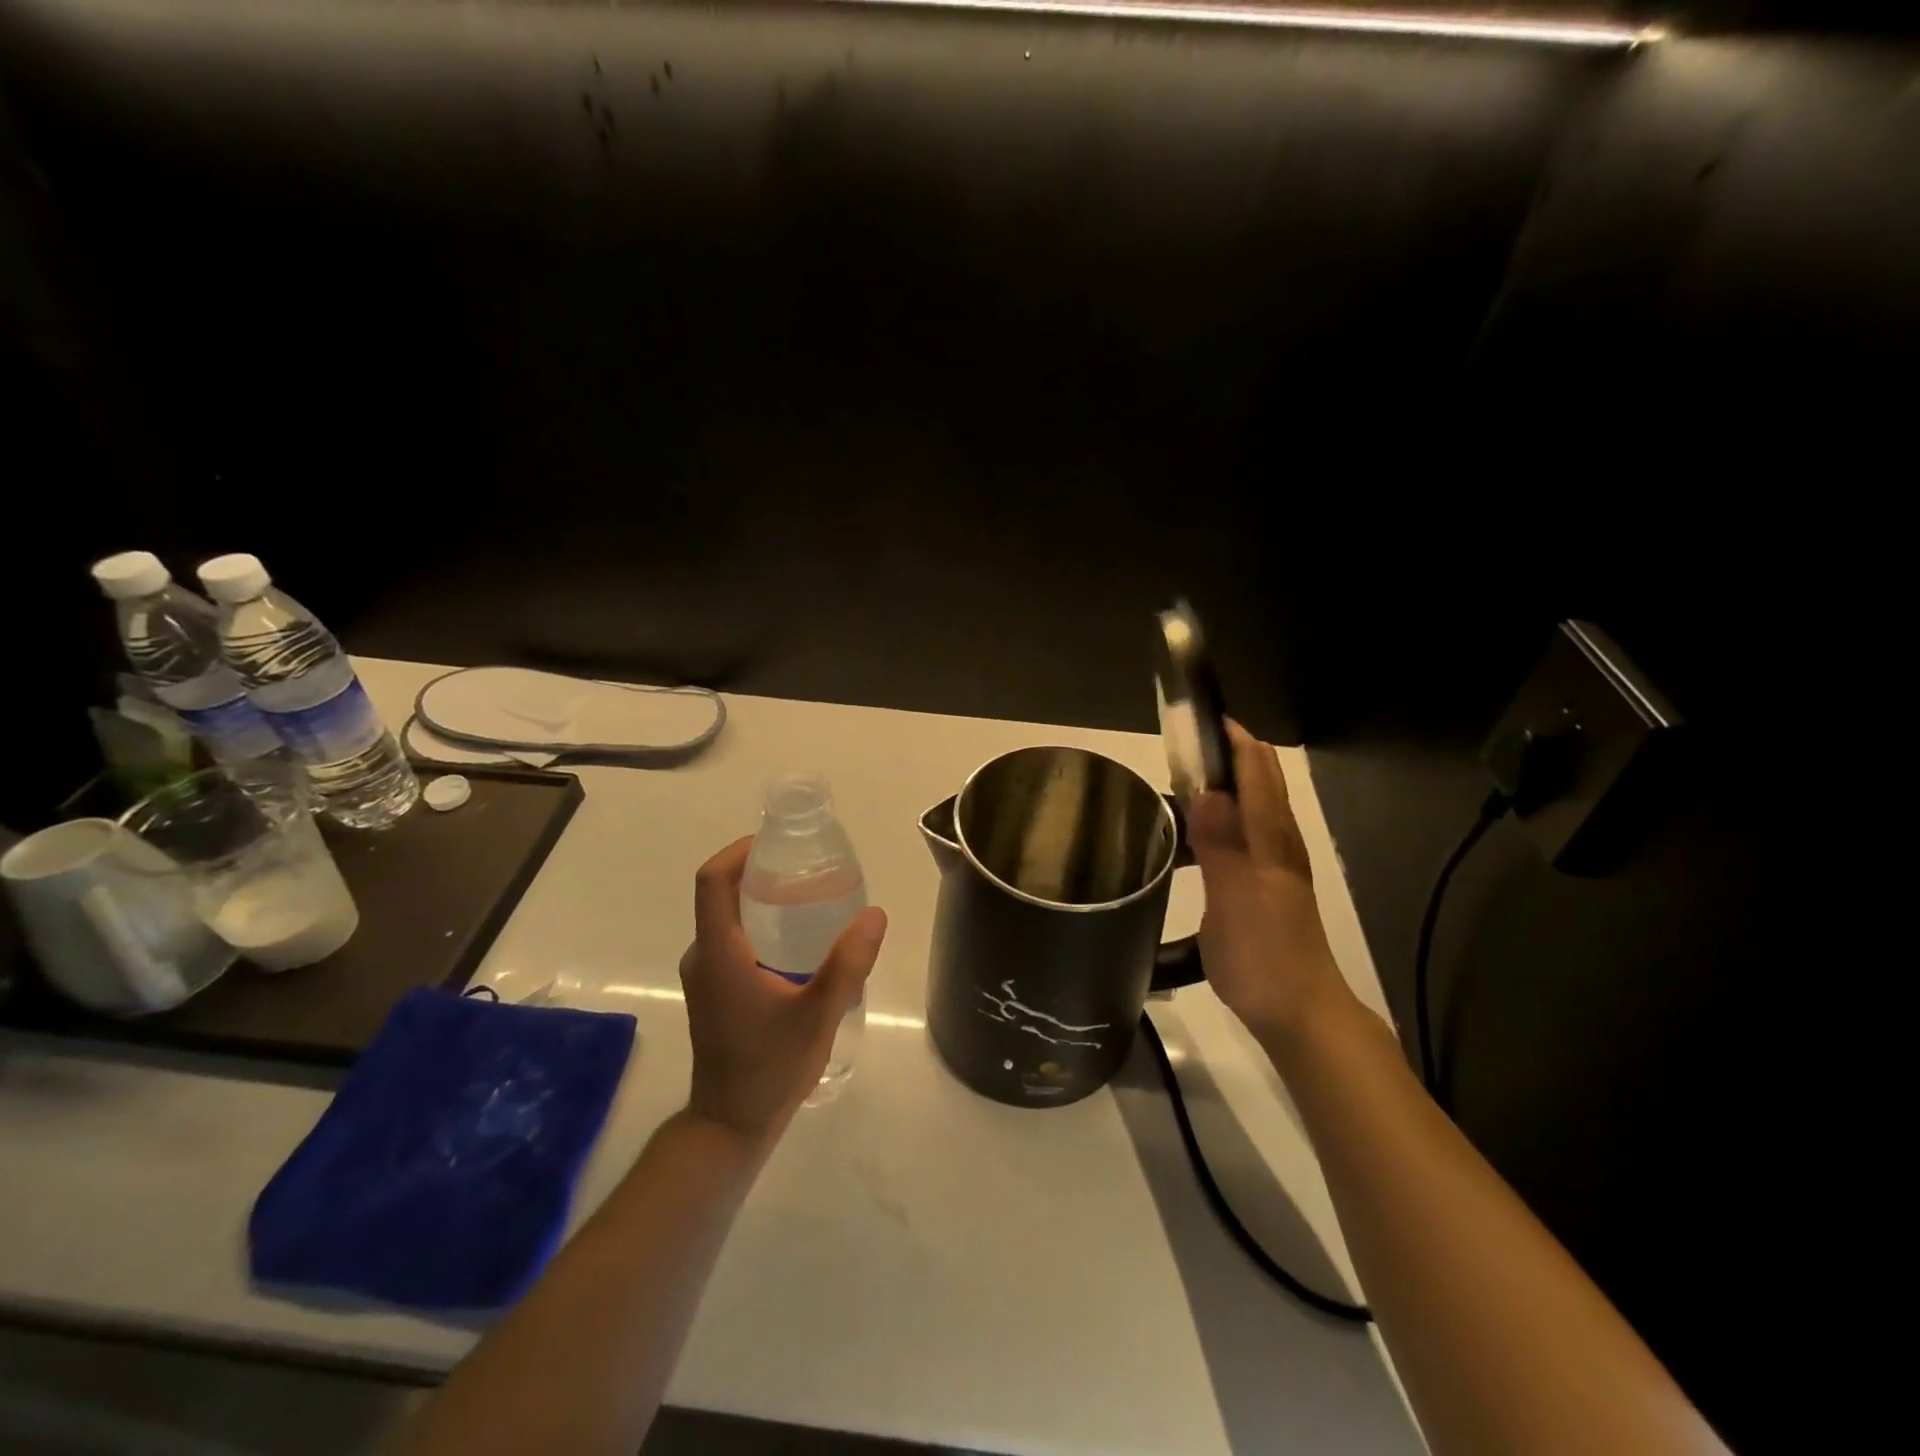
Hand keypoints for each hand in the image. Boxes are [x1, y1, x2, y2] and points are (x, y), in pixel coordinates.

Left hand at [678, 838, 887, 1143]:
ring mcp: (704, 975)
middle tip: (807, 868)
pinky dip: (758, 924)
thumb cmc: (769, 1068)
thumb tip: (875, 914)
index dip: (738, 851)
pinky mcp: (712, 991)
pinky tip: (797, 941)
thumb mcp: (818, 1014)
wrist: (730, 1125)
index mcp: (718, 953)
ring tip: (809, 897)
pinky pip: (730, 939)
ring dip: (760, 898)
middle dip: (759, 870)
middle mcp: (702, 956)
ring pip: (726, 917)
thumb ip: (848, 964)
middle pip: (721, 893)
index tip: (777, 843)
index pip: (712, 881)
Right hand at [1187, 722, 1354, 1042]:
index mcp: (1272, 836)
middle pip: (1255, 779)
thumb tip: (1206, 789)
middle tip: (1169, 755)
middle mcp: (1276, 840)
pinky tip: (1182, 842)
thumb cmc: (1264, 955)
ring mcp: (1270, 863)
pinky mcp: (1260, 886)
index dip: (1229, 736)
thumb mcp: (1235, 898)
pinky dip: (1211, 821)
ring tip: (1166, 792)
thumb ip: (1221, 843)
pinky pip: (1235, 835)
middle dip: (1219, 755)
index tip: (1192, 719)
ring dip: (1212, 788)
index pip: (1257, 767)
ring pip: (1245, 806)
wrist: (1298, 1013)